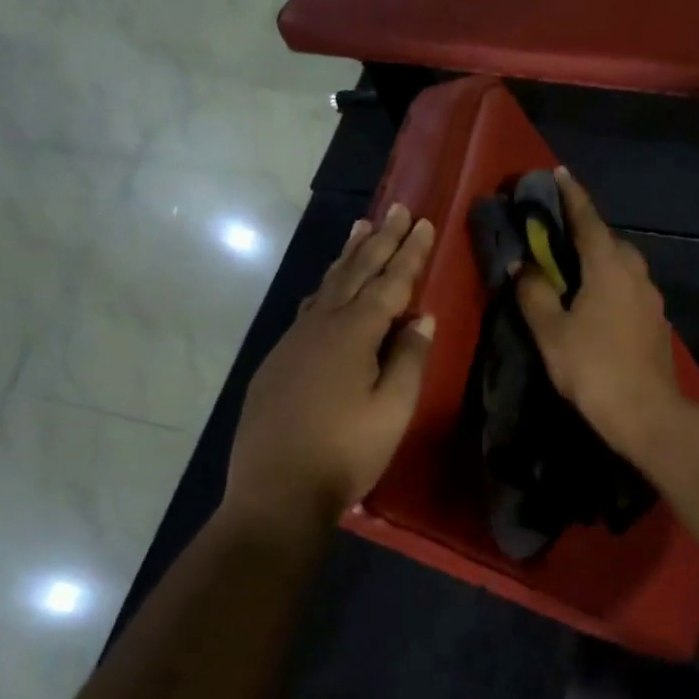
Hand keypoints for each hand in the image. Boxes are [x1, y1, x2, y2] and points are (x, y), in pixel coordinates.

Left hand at [222, 204, 435, 536]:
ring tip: (360, 229)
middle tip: (394, 209)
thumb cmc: (345, 451)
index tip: (421, 221)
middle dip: (379, 241)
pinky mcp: (277, 362)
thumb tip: (421, 318)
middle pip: (355, 273)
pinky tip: (327, 291)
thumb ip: (409, 359)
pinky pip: (308, 310)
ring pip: (326, 287)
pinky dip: (326, 289)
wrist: (276, 490)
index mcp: (353, 334)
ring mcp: (293, 342)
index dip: (408, 253)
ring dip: (348, 257)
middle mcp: (320, 326)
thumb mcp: (392, 409)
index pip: (389, 283)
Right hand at [516, 168, 681, 456]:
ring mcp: (651, 297)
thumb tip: (522, 264)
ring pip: (622, 265)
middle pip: (608, 240)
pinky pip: (629, 288)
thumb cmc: (593, 368)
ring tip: (573, 268)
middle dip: (584, 230)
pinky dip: (610, 283)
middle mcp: (636, 272)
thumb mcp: (551, 332)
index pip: (587, 219)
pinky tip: (596, 303)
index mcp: (608, 266)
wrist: (646, 413)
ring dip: (598, 258)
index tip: (558, 173)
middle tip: (556, 232)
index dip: (571, 195)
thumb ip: (534, 292)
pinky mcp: (656, 321)